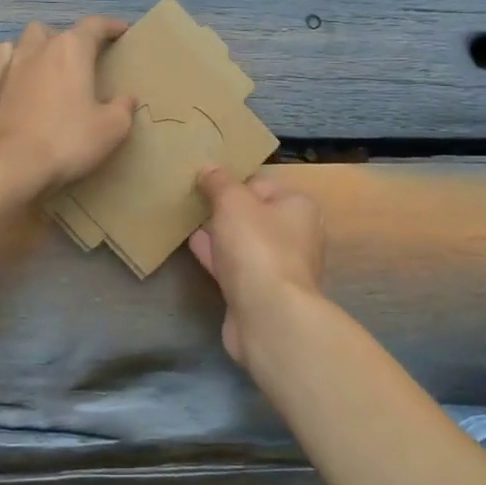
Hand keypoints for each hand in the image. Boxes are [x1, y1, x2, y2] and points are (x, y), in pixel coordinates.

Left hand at [0, 18, 136, 196]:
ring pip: (26, 40)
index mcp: (71, 49)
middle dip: (72, 39)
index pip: (94, 25)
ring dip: (41, 46)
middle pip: (56, 30)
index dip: (111, 26)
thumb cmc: (67, 140)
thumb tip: (126, 98)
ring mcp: (12, 66)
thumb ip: (123, 108)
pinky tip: (24, 79)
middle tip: (85, 59)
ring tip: (52, 65)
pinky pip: (6, 61)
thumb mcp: (111, 128)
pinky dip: (18, 63)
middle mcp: (39, 48)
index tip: (123, 30)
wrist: (11, 164)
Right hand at [188, 167, 324, 365]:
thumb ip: (218, 182)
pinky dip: (215, 255)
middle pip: (253, 214)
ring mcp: (279, 267)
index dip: (233, 182)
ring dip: (218, 233)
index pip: (262, 184)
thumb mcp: (232, 202)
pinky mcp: (261, 293)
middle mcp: (296, 235)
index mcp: (299, 207)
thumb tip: (208, 169)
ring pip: (243, 242)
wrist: (268, 315)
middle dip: (224, 209)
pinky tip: (191, 245)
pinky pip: (234, 266)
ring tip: (187, 219)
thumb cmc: (257, 248)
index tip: (205, 182)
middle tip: (193, 199)